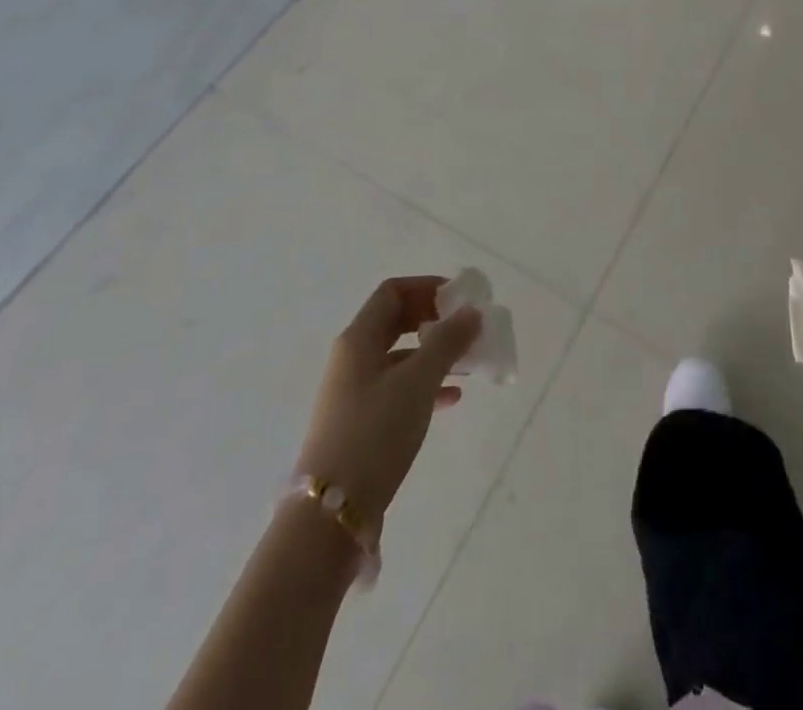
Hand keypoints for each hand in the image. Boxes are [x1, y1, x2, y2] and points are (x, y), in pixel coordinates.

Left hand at [295, 276, 483, 525]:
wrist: (330, 516)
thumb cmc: (375, 434)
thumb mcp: (418, 383)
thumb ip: (447, 342)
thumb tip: (472, 311)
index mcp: (359, 339)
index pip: (393, 292)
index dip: (427, 287)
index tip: (460, 299)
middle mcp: (353, 358)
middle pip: (396, 322)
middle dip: (434, 320)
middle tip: (467, 328)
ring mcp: (354, 392)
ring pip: (400, 357)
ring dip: (434, 353)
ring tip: (469, 363)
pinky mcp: (361, 423)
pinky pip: (398, 388)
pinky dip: (425, 385)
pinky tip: (452, 399)